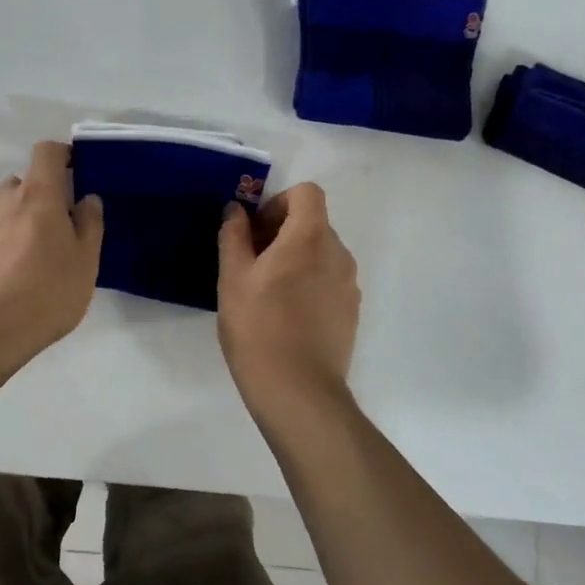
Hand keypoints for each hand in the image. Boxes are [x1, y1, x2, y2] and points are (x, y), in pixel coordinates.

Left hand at [0, 141, 103, 365]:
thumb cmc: (46, 290)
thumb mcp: (85, 259)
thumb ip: (89, 223)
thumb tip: (87, 198)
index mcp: (38, 193)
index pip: (46, 152)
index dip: (64, 154)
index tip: (80, 171)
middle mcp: (7, 200)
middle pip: (26, 180)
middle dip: (46, 192)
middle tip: (66, 221)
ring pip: (9, 206)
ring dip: (26, 215)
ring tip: (44, 248)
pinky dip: (11, 237)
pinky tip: (22, 269)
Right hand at [217, 182, 360, 415]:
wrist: (298, 391)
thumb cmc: (258, 328)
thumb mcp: (233, 278)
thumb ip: (234, 235)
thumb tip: (236, 210)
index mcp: (310, 238)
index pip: (306, 193)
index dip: (278, 203)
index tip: (256, 232)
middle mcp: (338, 254)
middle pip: (313, 222)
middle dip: (281, 232)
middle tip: (251, 263)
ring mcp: (349, 284)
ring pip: (321, 252)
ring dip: (295, 258)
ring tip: (266, 292)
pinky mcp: (351, 311)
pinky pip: (329, 279)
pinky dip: (308, 282)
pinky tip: (286, 315)